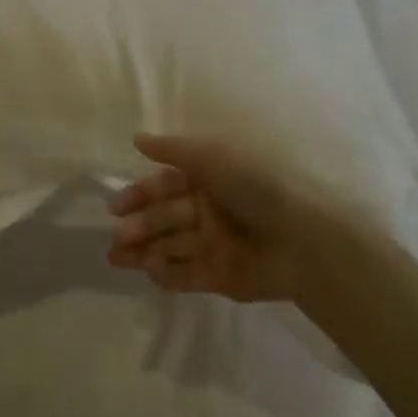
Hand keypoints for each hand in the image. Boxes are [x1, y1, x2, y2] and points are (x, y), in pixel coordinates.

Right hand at [106, 134, 317, 301]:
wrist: (302, 240)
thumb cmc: (256, 188)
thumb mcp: (213, 158)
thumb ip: (172, 150)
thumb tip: (136, 139)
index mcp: (210, 181)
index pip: (166, 186)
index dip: (140, 194)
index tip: (116, 206)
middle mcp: (209, 211)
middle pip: (165, 218)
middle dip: (138, 226)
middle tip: (117, 235)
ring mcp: (214, 246)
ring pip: (170, 247)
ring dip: (143, 251)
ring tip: (115, 258)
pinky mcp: (220, 278)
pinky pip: (186, 275)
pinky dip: (166, 274)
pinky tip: (149, 270)